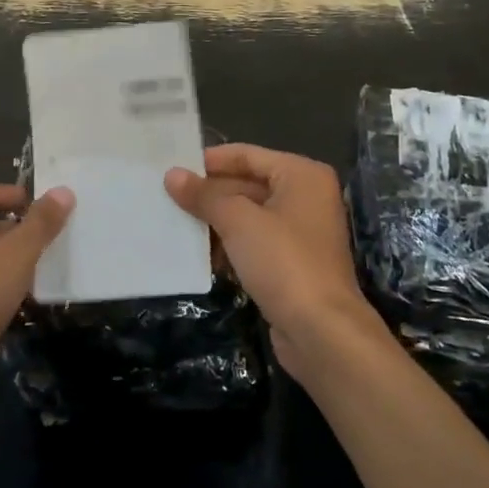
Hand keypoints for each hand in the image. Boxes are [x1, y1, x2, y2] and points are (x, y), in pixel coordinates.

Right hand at [164, 144, 379, 380]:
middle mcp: (306, 197)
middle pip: (248, 184)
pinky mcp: (293, 264)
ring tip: (173, 221)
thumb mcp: (238, 221)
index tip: (173, 165)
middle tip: (166, 195)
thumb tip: (172, 175)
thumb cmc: (283, 261)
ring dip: (215, 221)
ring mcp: (301, 233)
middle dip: (209, 193)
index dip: (209, 160)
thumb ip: (204, 196)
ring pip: (249, 216)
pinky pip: (254, 243)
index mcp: (301, 175)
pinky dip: (229, 245)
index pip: (247, 155)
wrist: (322, 332)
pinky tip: (198, 253)